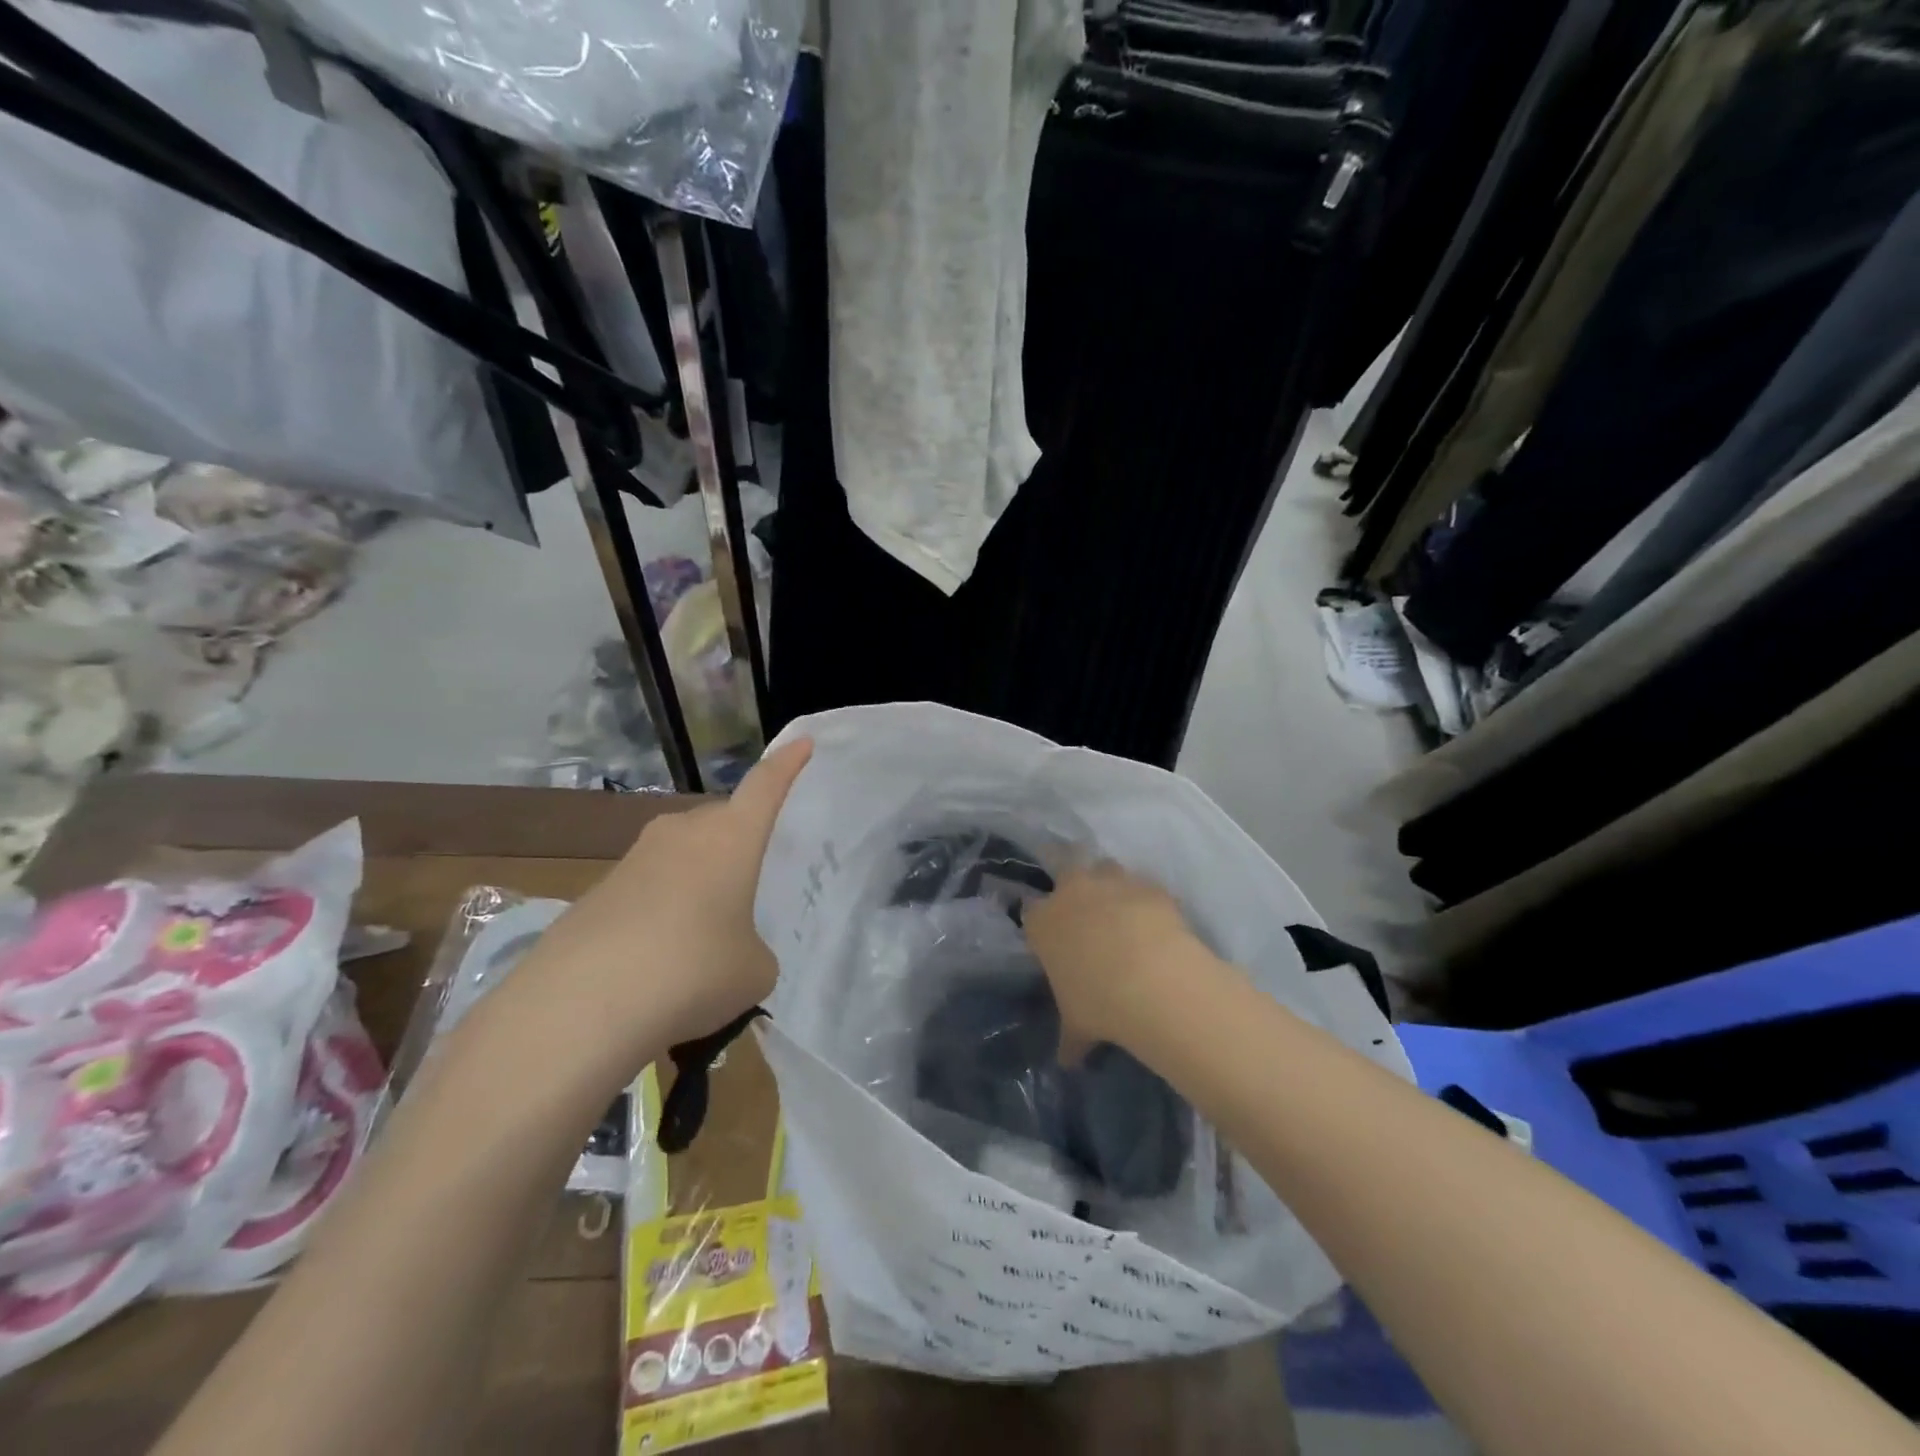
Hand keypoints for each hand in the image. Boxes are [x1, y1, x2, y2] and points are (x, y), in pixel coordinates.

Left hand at [512, 739, 813, 1063]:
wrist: (578, 1008)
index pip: (766, 786)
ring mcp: (634, 859)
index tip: (802, 744)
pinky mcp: (596, 892)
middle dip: (738, 839)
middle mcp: (683, 834)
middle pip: (721, 820)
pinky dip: (660, 910)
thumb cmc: (693, 972)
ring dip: (698, 879)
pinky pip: (647, 887)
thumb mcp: (753, 972)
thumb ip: (754, 951)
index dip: (787, 764)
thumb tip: (732, 952)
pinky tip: (657, 958)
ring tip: (705, 931)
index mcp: (731, 838)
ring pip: (681, 853)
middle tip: (751, 878)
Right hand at [1024, 859, 1211, 1060]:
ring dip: (1109, 883)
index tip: (1050, 934)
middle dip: (1070, 877)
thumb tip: (1067, 1062)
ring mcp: (1112, 882)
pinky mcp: (1149, 885)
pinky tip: (1156, 921)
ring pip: (1105, 867)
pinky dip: (1147, 900)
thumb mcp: (1078, 1025)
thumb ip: (1070, 1038)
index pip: (1029, 910)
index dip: (1040, 921)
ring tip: (1121, 909)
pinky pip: (1144, 886)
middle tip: (1083, 902)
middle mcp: (1072, 891)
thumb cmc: (1099, 1002)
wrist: (1152, 979)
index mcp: (1043, 922)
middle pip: (1063, 864)